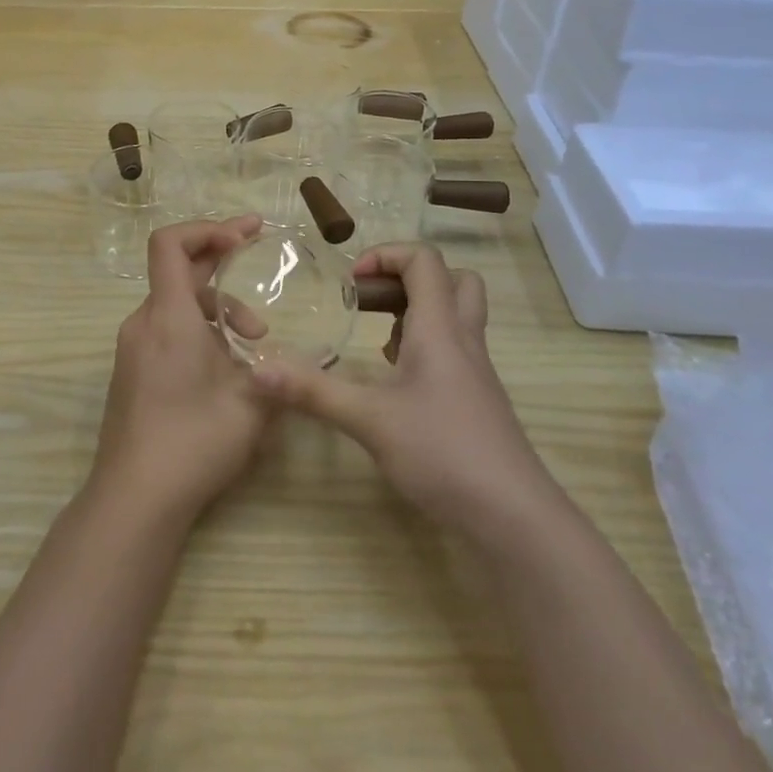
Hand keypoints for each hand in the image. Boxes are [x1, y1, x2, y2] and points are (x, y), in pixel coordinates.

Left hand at [90, 215, 270, 524]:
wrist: (134, 499)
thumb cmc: (193, 442)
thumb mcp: (251, 405)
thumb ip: (280, 373)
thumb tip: (307, 364)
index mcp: (168, 316)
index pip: (170, 244)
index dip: (207, 229)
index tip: (245, 235)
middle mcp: (144, 323)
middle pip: (179, 273)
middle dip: (223, 266)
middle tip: (260, 272)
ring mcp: (134, 349)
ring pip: (177, 306)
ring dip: (216, 310)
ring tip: (253, 344)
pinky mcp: (132, 372)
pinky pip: (166, 330)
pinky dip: (198, 330)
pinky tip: (225, 367)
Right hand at [249, 242, 554, 540]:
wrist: (513, 515)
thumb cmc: (443, 452)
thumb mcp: (369, 420)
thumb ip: (314, 391)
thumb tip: (259, 370)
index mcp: (440, 328)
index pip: (424, 261)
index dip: (386, 256)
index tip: (351, 283)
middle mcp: (463, 339)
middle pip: (452, 280)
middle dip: (406, 278)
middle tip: (369, 302)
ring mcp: (475, 370)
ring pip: (454, 315)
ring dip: (415, 311)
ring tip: (375, 337)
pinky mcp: (476, 398)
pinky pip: (452, 348)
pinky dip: (423, 345)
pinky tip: (395, 378)